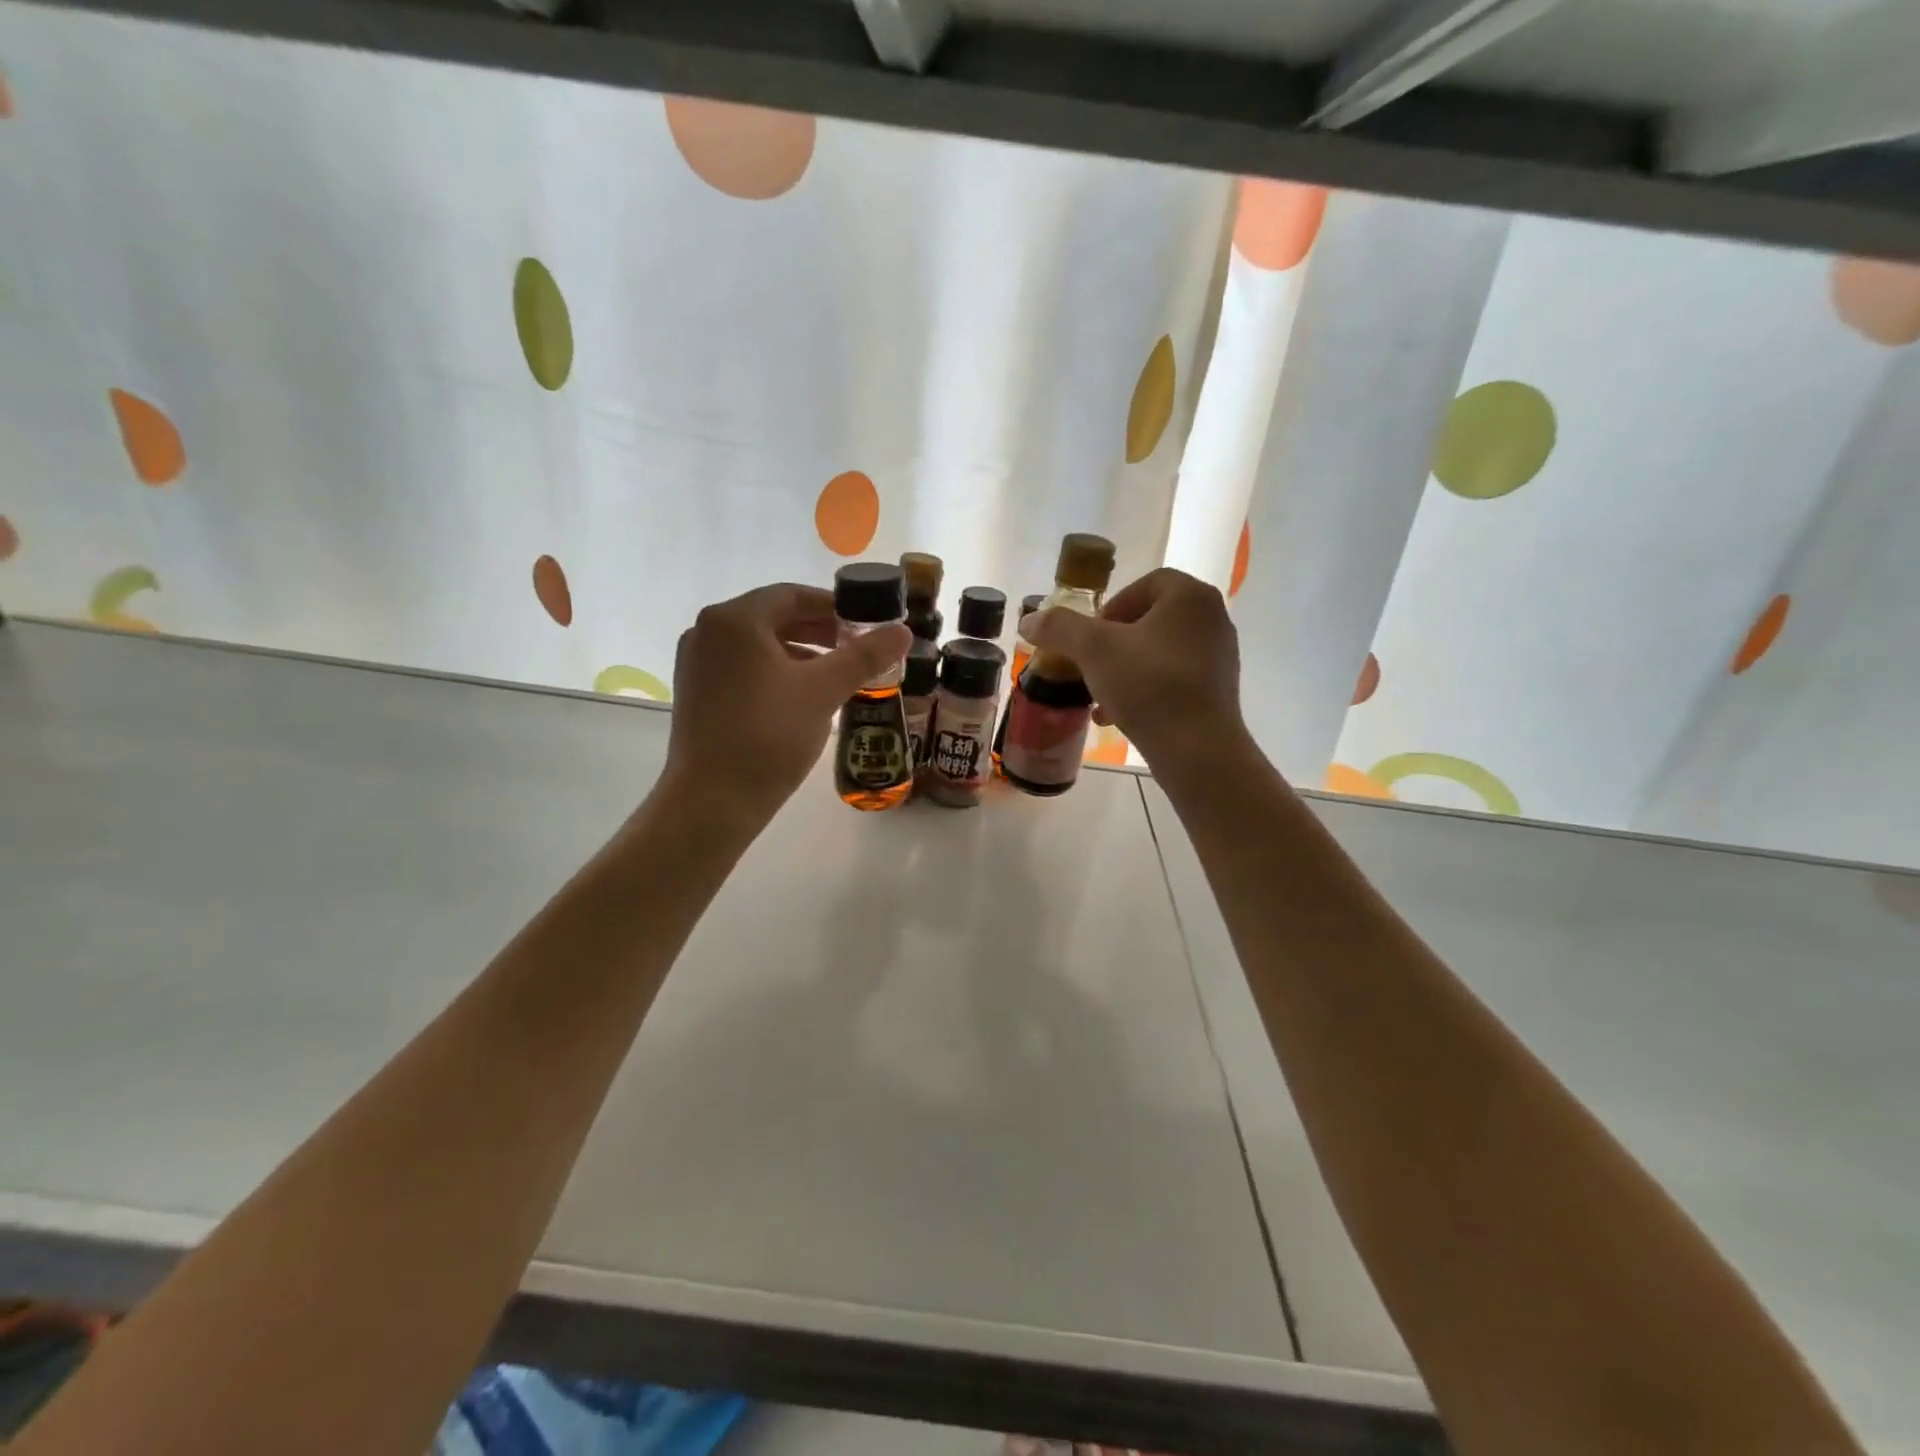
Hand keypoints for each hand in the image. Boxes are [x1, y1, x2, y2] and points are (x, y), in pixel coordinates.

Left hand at [657, 584, 911, 833]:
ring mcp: (697, 663)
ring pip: (759, 645)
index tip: (867, 625)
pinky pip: (743, 667)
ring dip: (801, 652)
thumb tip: (903, 630)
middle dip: (820, 631)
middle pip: (774, 617)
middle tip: (858, 649)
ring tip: (837, 673)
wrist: (713, 801)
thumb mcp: (824, 691)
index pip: (793, 595)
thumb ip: (864, 655)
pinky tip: (803, 696)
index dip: (835, 607)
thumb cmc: (769, 735)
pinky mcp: (696, 693)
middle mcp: (707, 631)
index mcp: (734, 619)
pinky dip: (776, 671)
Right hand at [1024, 567, 1243, 771]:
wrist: (1198, 750)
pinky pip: (1173, 680)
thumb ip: (1059, 628)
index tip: (1090, 637)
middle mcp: (1213, 619)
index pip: (1144, 584)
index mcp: (1190, 596)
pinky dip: (1144, 691)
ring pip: (1158, 653)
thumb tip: (1028, 620)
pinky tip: (1117, 717)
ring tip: (1099, 696)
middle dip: (1113, 644)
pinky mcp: (1218, 691)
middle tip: (1090, 665)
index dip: (1111, 606)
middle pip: (1149, 620)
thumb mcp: (1093, 650)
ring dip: (1124, 669)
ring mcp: (1220, 656)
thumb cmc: (1149, 686)